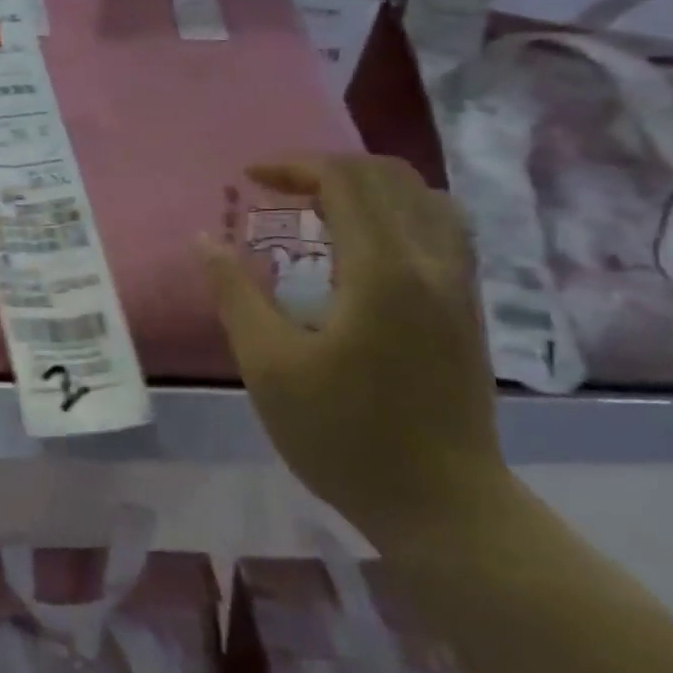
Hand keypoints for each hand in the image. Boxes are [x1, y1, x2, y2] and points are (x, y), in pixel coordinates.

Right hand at [198, 155, 509, 544]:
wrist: (443, 506)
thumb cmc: (345, 436)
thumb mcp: (269, 366)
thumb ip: (235, 293)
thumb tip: (204, 240)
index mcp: (383, 270)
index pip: (345, 179)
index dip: (293, 166)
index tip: (248, 180)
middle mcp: (432, 262)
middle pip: (387, 175)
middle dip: (325, 169)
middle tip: (277, 191)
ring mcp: (459, 284)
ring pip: (423, 196)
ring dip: (366, 186)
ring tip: (319, 210)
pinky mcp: (468, 307)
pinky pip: (440, 226)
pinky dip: (396, 211)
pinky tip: (365, 244)